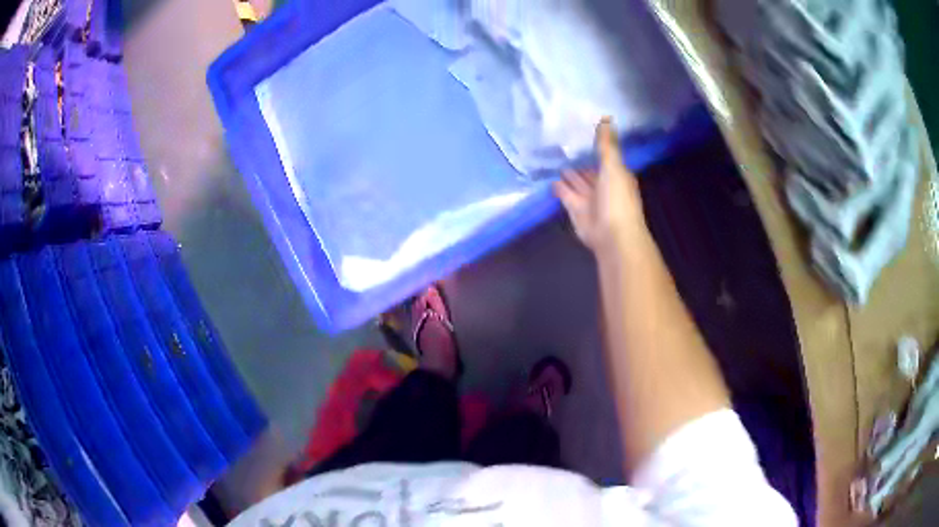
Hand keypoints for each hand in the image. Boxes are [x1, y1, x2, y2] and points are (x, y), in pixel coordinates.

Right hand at [553, 118, 644, 251]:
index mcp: (617, 175)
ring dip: (570, 175)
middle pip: (591, 172)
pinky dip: (559, 188)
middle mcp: (604, 186)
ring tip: (556, 160)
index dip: (597, 148)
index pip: (606, 158)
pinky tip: (550, 179)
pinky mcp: (576, 210)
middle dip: (581, 162)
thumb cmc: (617, 198)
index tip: (583, 134)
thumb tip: (606, 118)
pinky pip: (566, 195)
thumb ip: (606, 145)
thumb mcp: (613, 166)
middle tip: (565, 147)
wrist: (612, 235)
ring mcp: (590, 199)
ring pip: (578, 183)